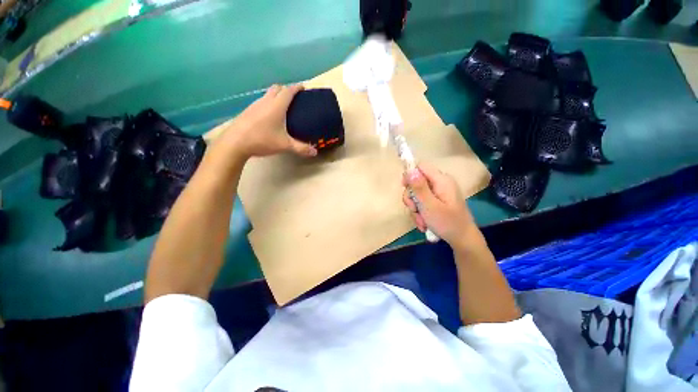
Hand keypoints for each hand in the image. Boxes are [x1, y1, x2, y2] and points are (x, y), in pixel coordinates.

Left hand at [212, 84, 316, 159]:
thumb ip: (301, 148)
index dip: (297, 87)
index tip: (303, 87)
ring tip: (283, 106)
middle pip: (277, 88)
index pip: (289, 91)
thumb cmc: (262, 140)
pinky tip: (270, 115)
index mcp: (277, 106)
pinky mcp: (248, 111)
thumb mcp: (285, 145)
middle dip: (286, 89)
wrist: (235, 142)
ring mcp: (255, 105)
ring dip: (276, 95)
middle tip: (294, 97)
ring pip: (268, 94)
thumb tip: (315, 153)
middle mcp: (266, 101)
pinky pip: (261, 101)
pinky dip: (268, 102)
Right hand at [402, 163, 475, 247]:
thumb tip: (409, 170)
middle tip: (414, 210)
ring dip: (415, 209)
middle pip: (417, 182)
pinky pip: (423, 202)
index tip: (405, 188)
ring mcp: (439, 193)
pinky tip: (424, 223)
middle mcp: (440, 183)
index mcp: (441, 180)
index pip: (421, 166)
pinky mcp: (438, 201)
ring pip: (417, 195)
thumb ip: (419, 188)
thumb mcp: (430, 206)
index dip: (410, 175)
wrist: (463, 240)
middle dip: (412, 198)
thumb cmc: (447, 223)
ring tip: (422, 222)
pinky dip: (420, 212)